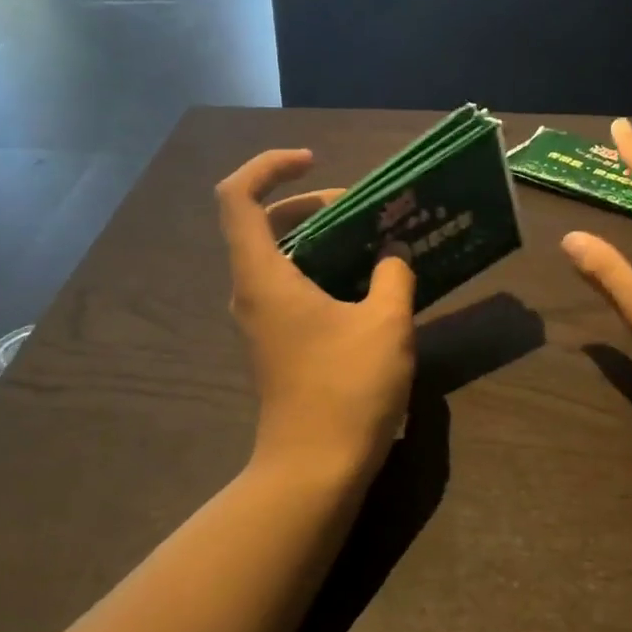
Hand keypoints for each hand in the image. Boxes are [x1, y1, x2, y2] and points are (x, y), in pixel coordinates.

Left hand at [217, 149, 416, 485]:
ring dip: (319, 238)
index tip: (315, 163)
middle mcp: (251, 292)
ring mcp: (260, 320)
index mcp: (264, 276)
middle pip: (261, 223)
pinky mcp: (276, 343)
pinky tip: (365, 284)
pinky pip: (289, 286)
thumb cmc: (347, 389)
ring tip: (371, 240)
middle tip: (361, 208)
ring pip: (278, 257)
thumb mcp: (387, 324)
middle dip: (309, 203)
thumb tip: (393, 253)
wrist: (314, 469)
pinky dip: (320, 270)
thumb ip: (394, 274)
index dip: (269, 166)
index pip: (237, 197)